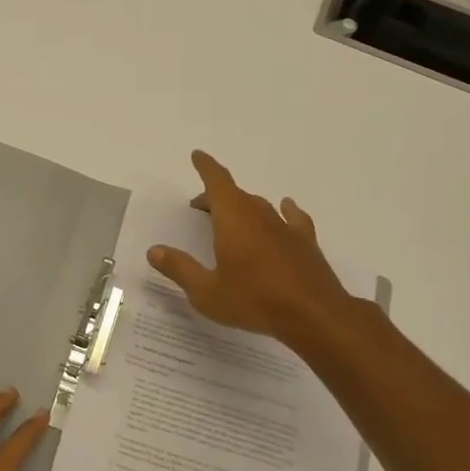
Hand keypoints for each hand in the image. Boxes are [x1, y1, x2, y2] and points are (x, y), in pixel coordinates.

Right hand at [147, 150, 352, 341]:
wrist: (314, 315)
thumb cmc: (254, 300)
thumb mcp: (206, 292)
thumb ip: (180, 268)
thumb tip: (155, 250)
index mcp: (232, 218)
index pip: (216, 181)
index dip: (206, 167)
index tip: (197, 155)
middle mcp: (258, 214)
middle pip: (234, 195)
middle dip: (215, 196)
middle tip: (200, 208)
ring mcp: (284, 227)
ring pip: (259, 206)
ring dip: (242, 207)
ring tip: (231, 218)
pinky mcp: (305, 242)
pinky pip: (291, 217)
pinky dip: (284, 210)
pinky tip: (285, 208)